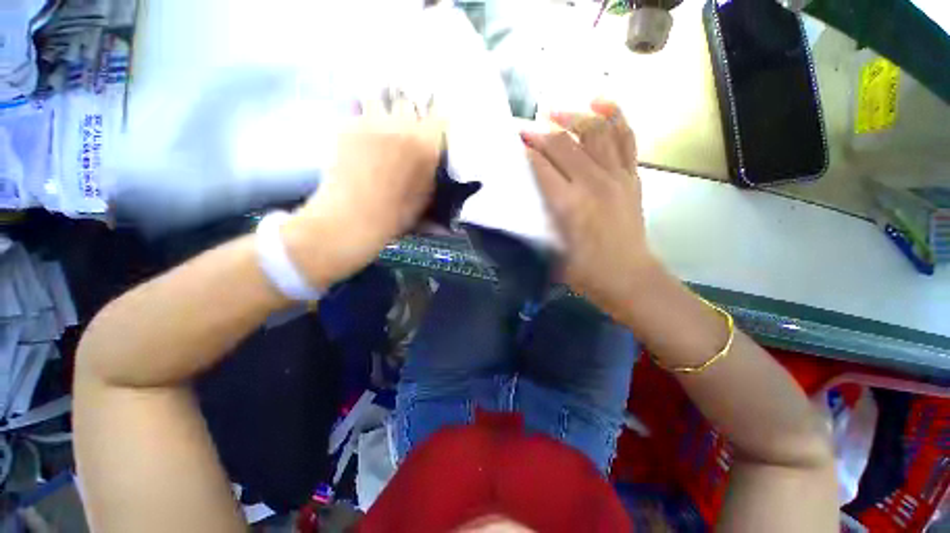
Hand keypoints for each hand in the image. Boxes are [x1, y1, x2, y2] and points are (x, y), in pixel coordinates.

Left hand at [284, 97, 443, 287]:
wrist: (355, 217)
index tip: (432, 124)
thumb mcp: (426, 196)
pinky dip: (361, 119)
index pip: (439, 117)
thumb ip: (431, 171)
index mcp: (426, 146)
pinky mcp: (347, 126)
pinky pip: (357, 112)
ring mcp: (372, 122)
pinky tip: (360, 135)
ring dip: (382, 107)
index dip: (436, 119)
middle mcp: (402, 126)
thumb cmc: (397, 213)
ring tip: (379, 122)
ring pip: (378, 97)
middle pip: (408, 101)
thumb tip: (432, 159)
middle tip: (404, 124)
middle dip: (408, 110)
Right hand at [521, 99, 659, 319]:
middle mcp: (593, 183)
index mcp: (569, 204)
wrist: (629, 276)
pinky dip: (614, 114)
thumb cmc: (584, 271)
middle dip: (538, 130)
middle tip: (521, 126)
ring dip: (571, 115)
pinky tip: (599, 101)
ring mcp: (617, 175)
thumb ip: (537, 220)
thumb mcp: (551, 250)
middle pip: (562, 143)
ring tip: (552, 108)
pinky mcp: (632, 175)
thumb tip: (524, 196)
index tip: (509, 140)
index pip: (540, 165)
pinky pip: (625, 136)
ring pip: (594, 131)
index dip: (523, 149)